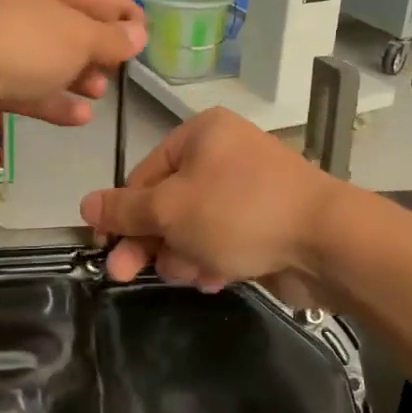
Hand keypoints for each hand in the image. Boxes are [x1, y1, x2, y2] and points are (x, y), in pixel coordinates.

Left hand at [0, 0, 145, 131]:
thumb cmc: (19, 41)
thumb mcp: (78, 37)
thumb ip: (112, 37)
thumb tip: (138, 35)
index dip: (121, 12)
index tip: (147, 33)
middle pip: (64, 21)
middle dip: (95, 48)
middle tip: (119, 70)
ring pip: (42, 54)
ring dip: (75, 75)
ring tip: (99, 94)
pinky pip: (22, 80)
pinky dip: (50, 96)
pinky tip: (79, 116)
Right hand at [79, 109, 340, 291]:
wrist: (327, 240)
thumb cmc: (238, 212)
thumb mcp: (170, 210)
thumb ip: (125, 210)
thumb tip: (85, 205)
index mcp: (202, 134)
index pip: (144, 173)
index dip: (122, 212)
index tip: (105, 248)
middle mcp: (225, 154)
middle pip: (169, 201)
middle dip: (151, 240)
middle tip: (124, 275)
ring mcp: (250, 188)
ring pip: (196, 225)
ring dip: (184, 253)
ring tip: (192, 273)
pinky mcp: (268, 220)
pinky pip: (226, 238)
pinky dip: (214, 257)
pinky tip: (215, 278)